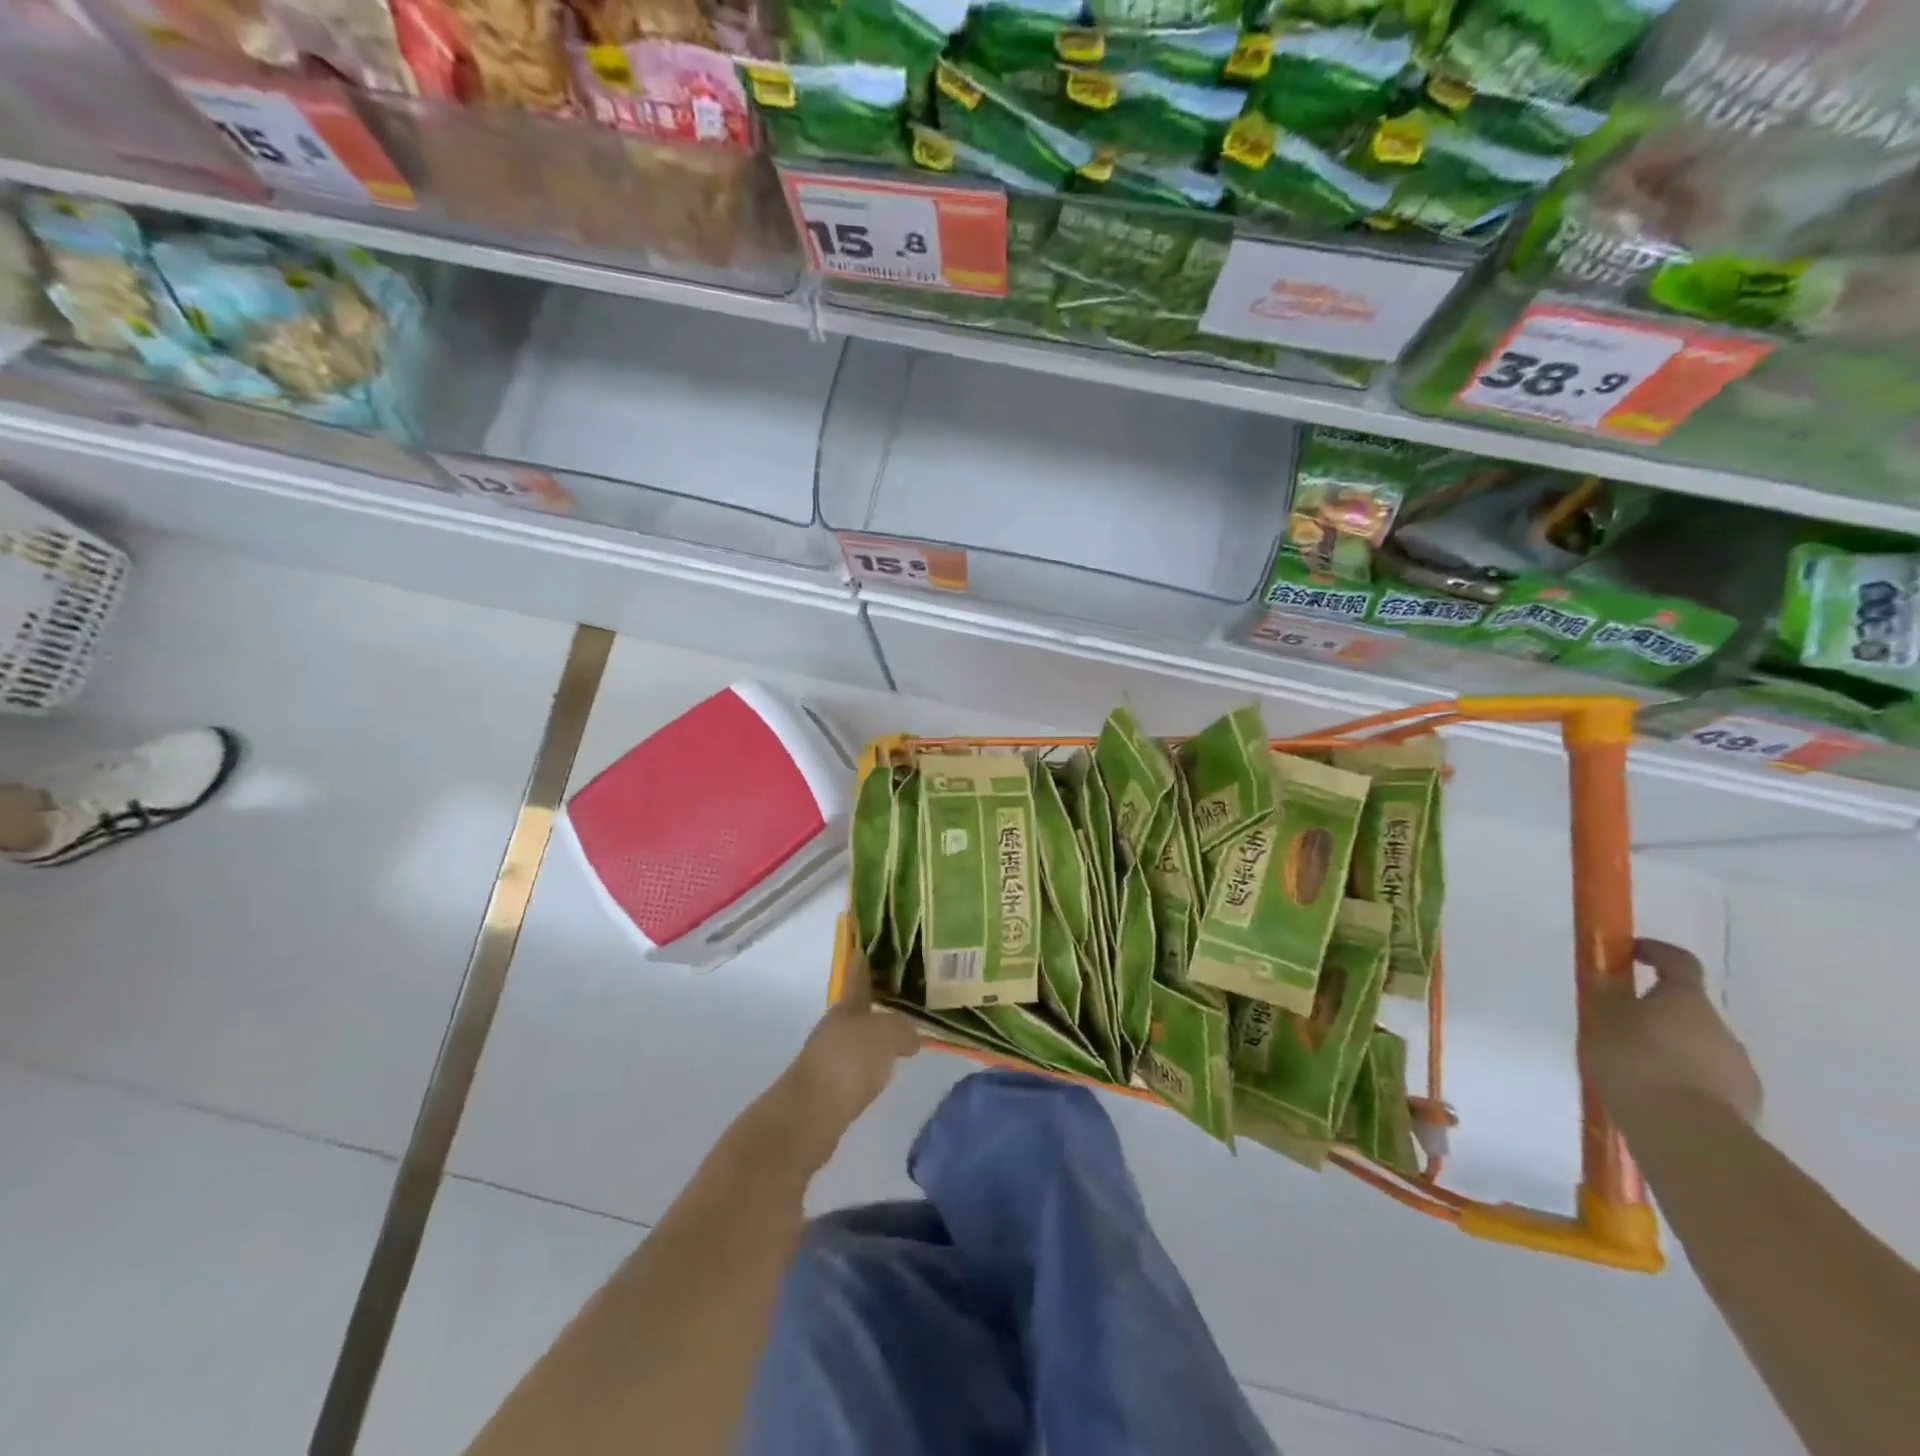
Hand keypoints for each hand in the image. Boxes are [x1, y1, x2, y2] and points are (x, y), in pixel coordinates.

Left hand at [765, 974, 918, 1169]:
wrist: (809, 1116)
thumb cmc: (848, 1063)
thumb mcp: (887, 1035)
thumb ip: (903, 1028)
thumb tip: (910, 1038)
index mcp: (846, 1007)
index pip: (858, 977)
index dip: (864, 963)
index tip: (868, 949)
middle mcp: (835, 1027)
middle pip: (859, 1010)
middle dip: (878, 1005)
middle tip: (905, 1003)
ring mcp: (828, 1057)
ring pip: (857, 1039)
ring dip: (875, 1038)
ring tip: (901, 1040)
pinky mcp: (828, 1088)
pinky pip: (855, 1068)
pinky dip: (870, 1067)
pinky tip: (883, 1074)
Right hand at [1590, 938, 1762, 1125]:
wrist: (1688, 1134)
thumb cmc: (1637, 1062)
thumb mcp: (1604, 1020)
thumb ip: (1607, 995)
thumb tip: (1609, 975)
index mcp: (1686, 1000)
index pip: (1679, 962)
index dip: (1655, 952)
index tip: (1631, 951)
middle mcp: (1720, 1027)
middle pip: (1688, 1009)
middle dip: (1658, 1011)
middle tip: (1620, 1024)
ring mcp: (1738, 1067)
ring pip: (1699, 1046)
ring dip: (1671, 1048)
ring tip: (1635, 1067)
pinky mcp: (1745, 1103)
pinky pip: (1708, 1080)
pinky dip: (1684, 1079)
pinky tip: (1657, 1095)